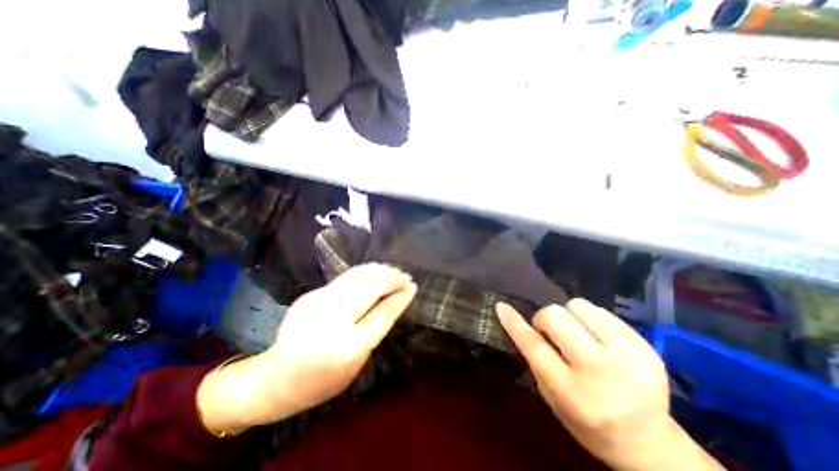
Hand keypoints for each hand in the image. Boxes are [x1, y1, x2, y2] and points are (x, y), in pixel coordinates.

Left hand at [197, 262, 419, 431]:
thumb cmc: (324, 379)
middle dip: (392, 279)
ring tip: (391, 269)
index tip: (412, 286)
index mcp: (351, 346)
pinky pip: (343, 279)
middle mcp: (335, 321)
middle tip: (405, 275)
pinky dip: (362, 273)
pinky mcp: (310, 296)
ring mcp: (319, 305)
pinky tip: (371, 271)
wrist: (277, 378)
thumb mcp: (356, 363)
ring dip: (378, 271)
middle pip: (372, 289)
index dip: (401, 297)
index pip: (384, 313)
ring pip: (356, 278)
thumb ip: (373, 330)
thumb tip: (390, 302)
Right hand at [494, 300, 724, 467]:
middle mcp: (602, 371)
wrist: (648, 443)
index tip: (501, 307)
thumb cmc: (588, 422)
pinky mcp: (644, 345)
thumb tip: (520, 322)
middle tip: (549, 333)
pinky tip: (596, 338)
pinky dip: (589, 319)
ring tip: (577, 335)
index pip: (535, 346)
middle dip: (545, 319)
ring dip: (569, 316)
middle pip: (556, 316)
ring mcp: (629, 355)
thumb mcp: (552, 397)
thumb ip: (536, 358)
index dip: (514, 323)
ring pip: (578, 305)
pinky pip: (601, 311)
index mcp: (574, 392)